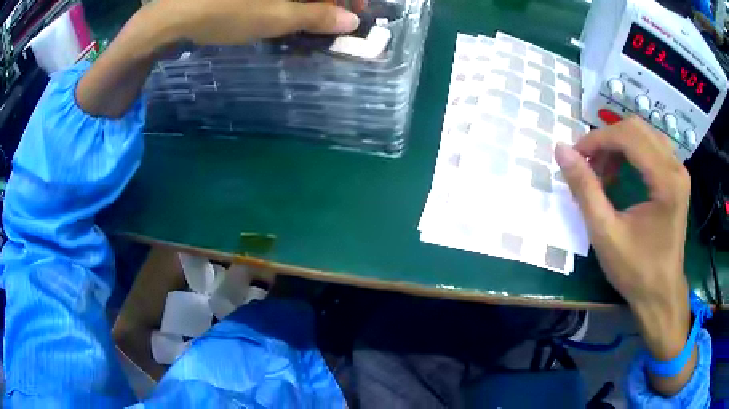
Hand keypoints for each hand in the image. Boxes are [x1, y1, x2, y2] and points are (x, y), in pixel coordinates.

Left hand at [157, 0, 359, 44]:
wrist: (175, 13)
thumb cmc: (227, 11)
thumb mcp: (276, 17)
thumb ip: (317, 16)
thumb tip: (350, 21)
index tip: (355, 13)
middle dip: (328, 1)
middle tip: (329, 20)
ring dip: (308, 3)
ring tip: (307, 19)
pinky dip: (287, 2)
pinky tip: (282, 12)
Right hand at [555, 116, 692, 394]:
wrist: (661, 293)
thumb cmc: (636, 270)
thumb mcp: (605, 234)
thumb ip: (584, 189)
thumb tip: (561, 151)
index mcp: (665, 181)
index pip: (628, 136)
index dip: (597, 139)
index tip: (575, 156)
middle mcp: (676, 167)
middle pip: (636, 128)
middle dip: (606, 140)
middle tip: (588, 164)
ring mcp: (678, 170)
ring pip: (643, 134)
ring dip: (618, 145)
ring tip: (603, 171)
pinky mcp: (676, 178)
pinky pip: (651, 147)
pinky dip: (630, 153)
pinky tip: (619, 174)